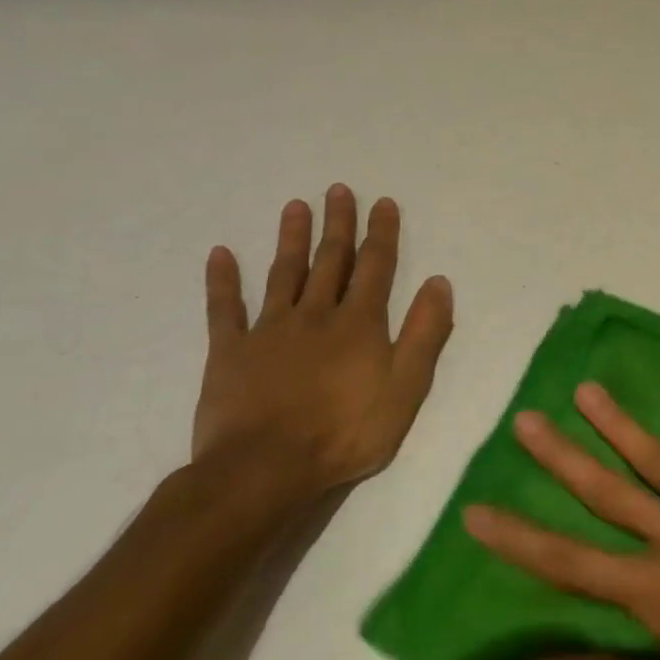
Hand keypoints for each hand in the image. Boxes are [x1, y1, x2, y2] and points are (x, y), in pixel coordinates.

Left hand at [191, 185, 453, 509]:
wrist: (267, 469)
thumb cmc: (347, 431)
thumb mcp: (407, 387)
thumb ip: (425, 333)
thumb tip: (438, 282)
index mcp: (359, 323)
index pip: (376, 267)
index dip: (381, 233)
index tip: (383, 203)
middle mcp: (316, 315)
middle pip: (330, 261)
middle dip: (338, 225)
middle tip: (339, 190)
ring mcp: (269, 330)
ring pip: (283, 274)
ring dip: (291, 238)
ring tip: (296, 206)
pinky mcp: (229, 352)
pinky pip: (224, 309)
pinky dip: (222, 281)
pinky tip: (220, 254)